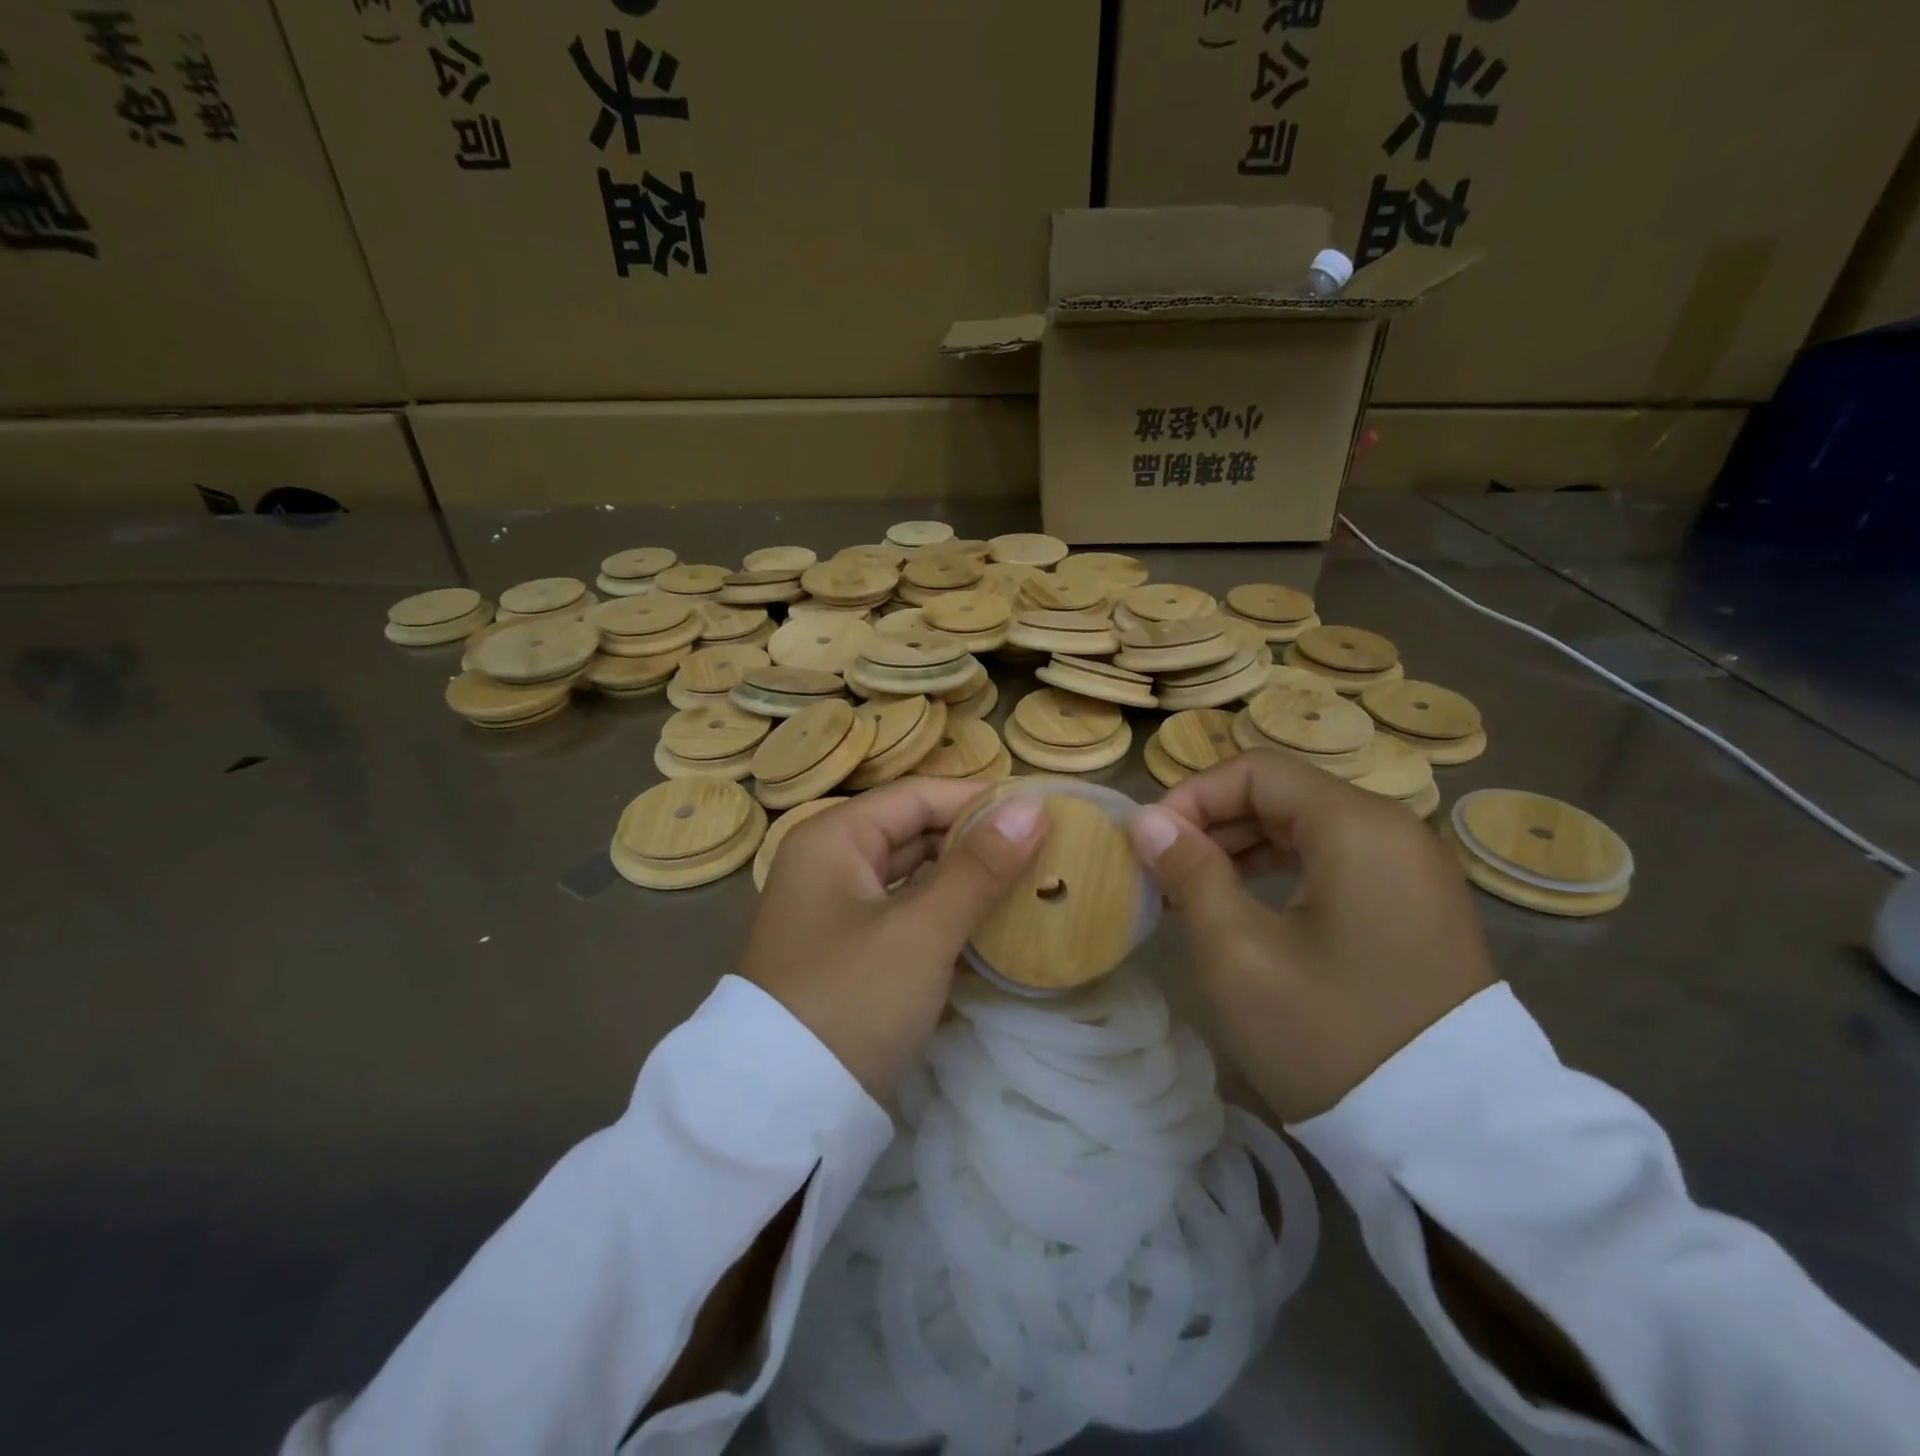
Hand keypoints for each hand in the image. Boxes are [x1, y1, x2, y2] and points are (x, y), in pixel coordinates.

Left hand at [741, 779, 1046, 1100]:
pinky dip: (944, 913)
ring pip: (912, 875)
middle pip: (914, 831)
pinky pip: (906, 912)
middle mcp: (829, 862)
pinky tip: (990, 923)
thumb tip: (1033, 806)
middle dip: (975, 839)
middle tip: (1043, 848)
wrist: (786, 1109)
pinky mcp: (850, 950)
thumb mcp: (922, 930)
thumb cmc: (853, 999)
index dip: (979, 799)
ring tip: (1028, 880)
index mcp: (832, 838)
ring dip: (964, 878)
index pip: (917, 796)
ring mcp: (837, 909)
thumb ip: (979, 867)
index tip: (1042, 810)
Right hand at [1129, 750, 1494, 1122]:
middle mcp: (1394, 830)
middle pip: (1283, 793)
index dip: (1192, 796)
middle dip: (1213, 823)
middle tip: (1163, 871)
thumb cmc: (1330, 1036)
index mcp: (1358, 827)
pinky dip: (1281, 870)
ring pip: (1306, 827)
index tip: (1151, 844)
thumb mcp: (1239, 954)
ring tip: (1192, 890)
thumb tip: (1147, 820)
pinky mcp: (1414, 904)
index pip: (1256, 771)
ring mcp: (1411, 869)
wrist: (1450, 1140)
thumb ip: (1190, 873)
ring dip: (1242, 847)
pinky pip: (1334, 860)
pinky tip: (1244, 907)